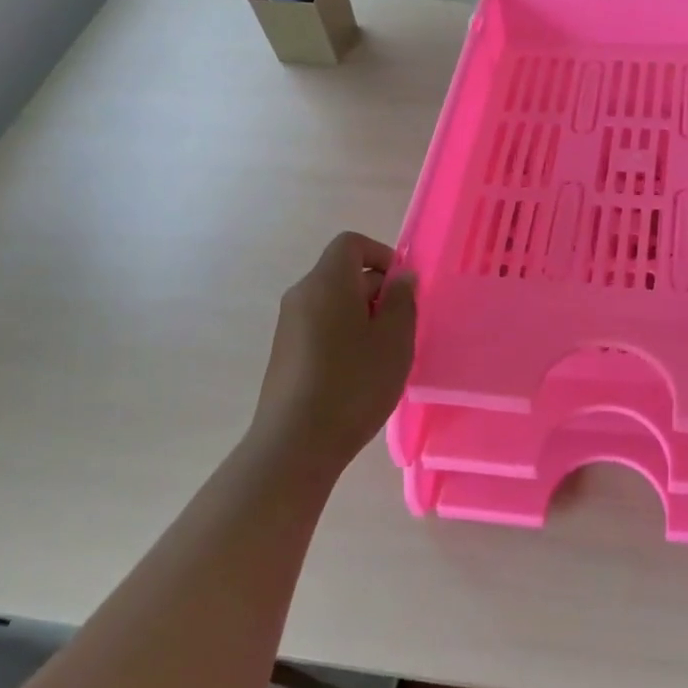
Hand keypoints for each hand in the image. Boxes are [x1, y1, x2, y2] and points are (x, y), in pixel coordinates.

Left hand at [249, 233, 416, 475]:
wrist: (295, 443)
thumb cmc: (354, 383)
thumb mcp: (395, 339)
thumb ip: (402, 300)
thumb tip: (401, 277)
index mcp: (327, 282)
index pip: (352, 243)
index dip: (382, 255)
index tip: (402, 288)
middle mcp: (302, 294)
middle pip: (343, 273)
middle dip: (377, 291)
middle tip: (401, 328)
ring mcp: (288, 325)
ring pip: (333, 302)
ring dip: (362, 316)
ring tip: (383, 354)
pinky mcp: (284, 352)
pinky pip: (320, 326)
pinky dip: (343, 335)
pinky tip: (358, 373)